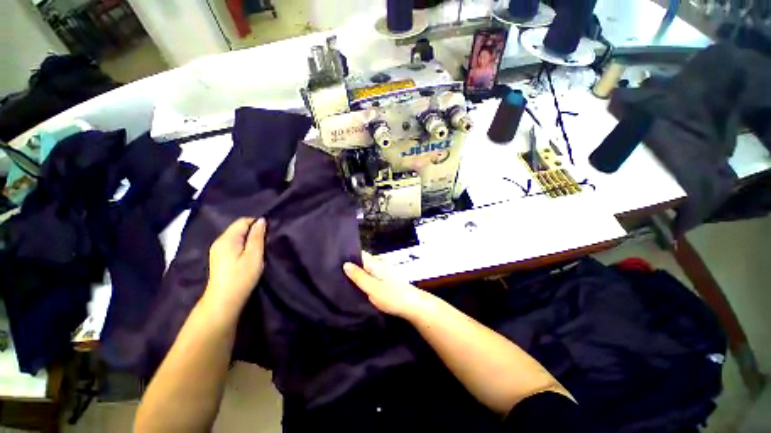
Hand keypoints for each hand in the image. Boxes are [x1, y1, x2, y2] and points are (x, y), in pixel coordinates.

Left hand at [203, 218, 266, 314]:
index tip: (268, 233)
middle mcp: (219, 241)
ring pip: (236, 236)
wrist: (223, 300)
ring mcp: (217, 249)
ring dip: (249, 238)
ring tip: (259, 248)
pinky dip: (243, 245)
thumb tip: (261, 220)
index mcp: (227, 239)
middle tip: (266, 242)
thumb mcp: (254, 255)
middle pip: (238, 227)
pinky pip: (233, 243)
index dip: (257, 223)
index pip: (243, 221)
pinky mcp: (219, 257)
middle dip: (253, 231)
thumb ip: (257, 237)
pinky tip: (249, 255)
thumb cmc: (241, 277)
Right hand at [343, 252, 433, 319]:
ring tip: (343, 280)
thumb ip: (359, 276)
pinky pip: (372, 276)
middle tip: (335, 274)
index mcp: (375, 263)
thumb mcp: (372, 287)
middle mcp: (379, 264)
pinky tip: (358, 287)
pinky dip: (364, 279)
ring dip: (357, 274)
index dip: (348, 256)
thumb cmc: (392, 296)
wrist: (414, 305)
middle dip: (351, 266)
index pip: (359, 254)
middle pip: (362, 262)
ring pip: (367, 269)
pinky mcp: (386, 280)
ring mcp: (384, 272)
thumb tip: (345, 263)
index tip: (334, 262)